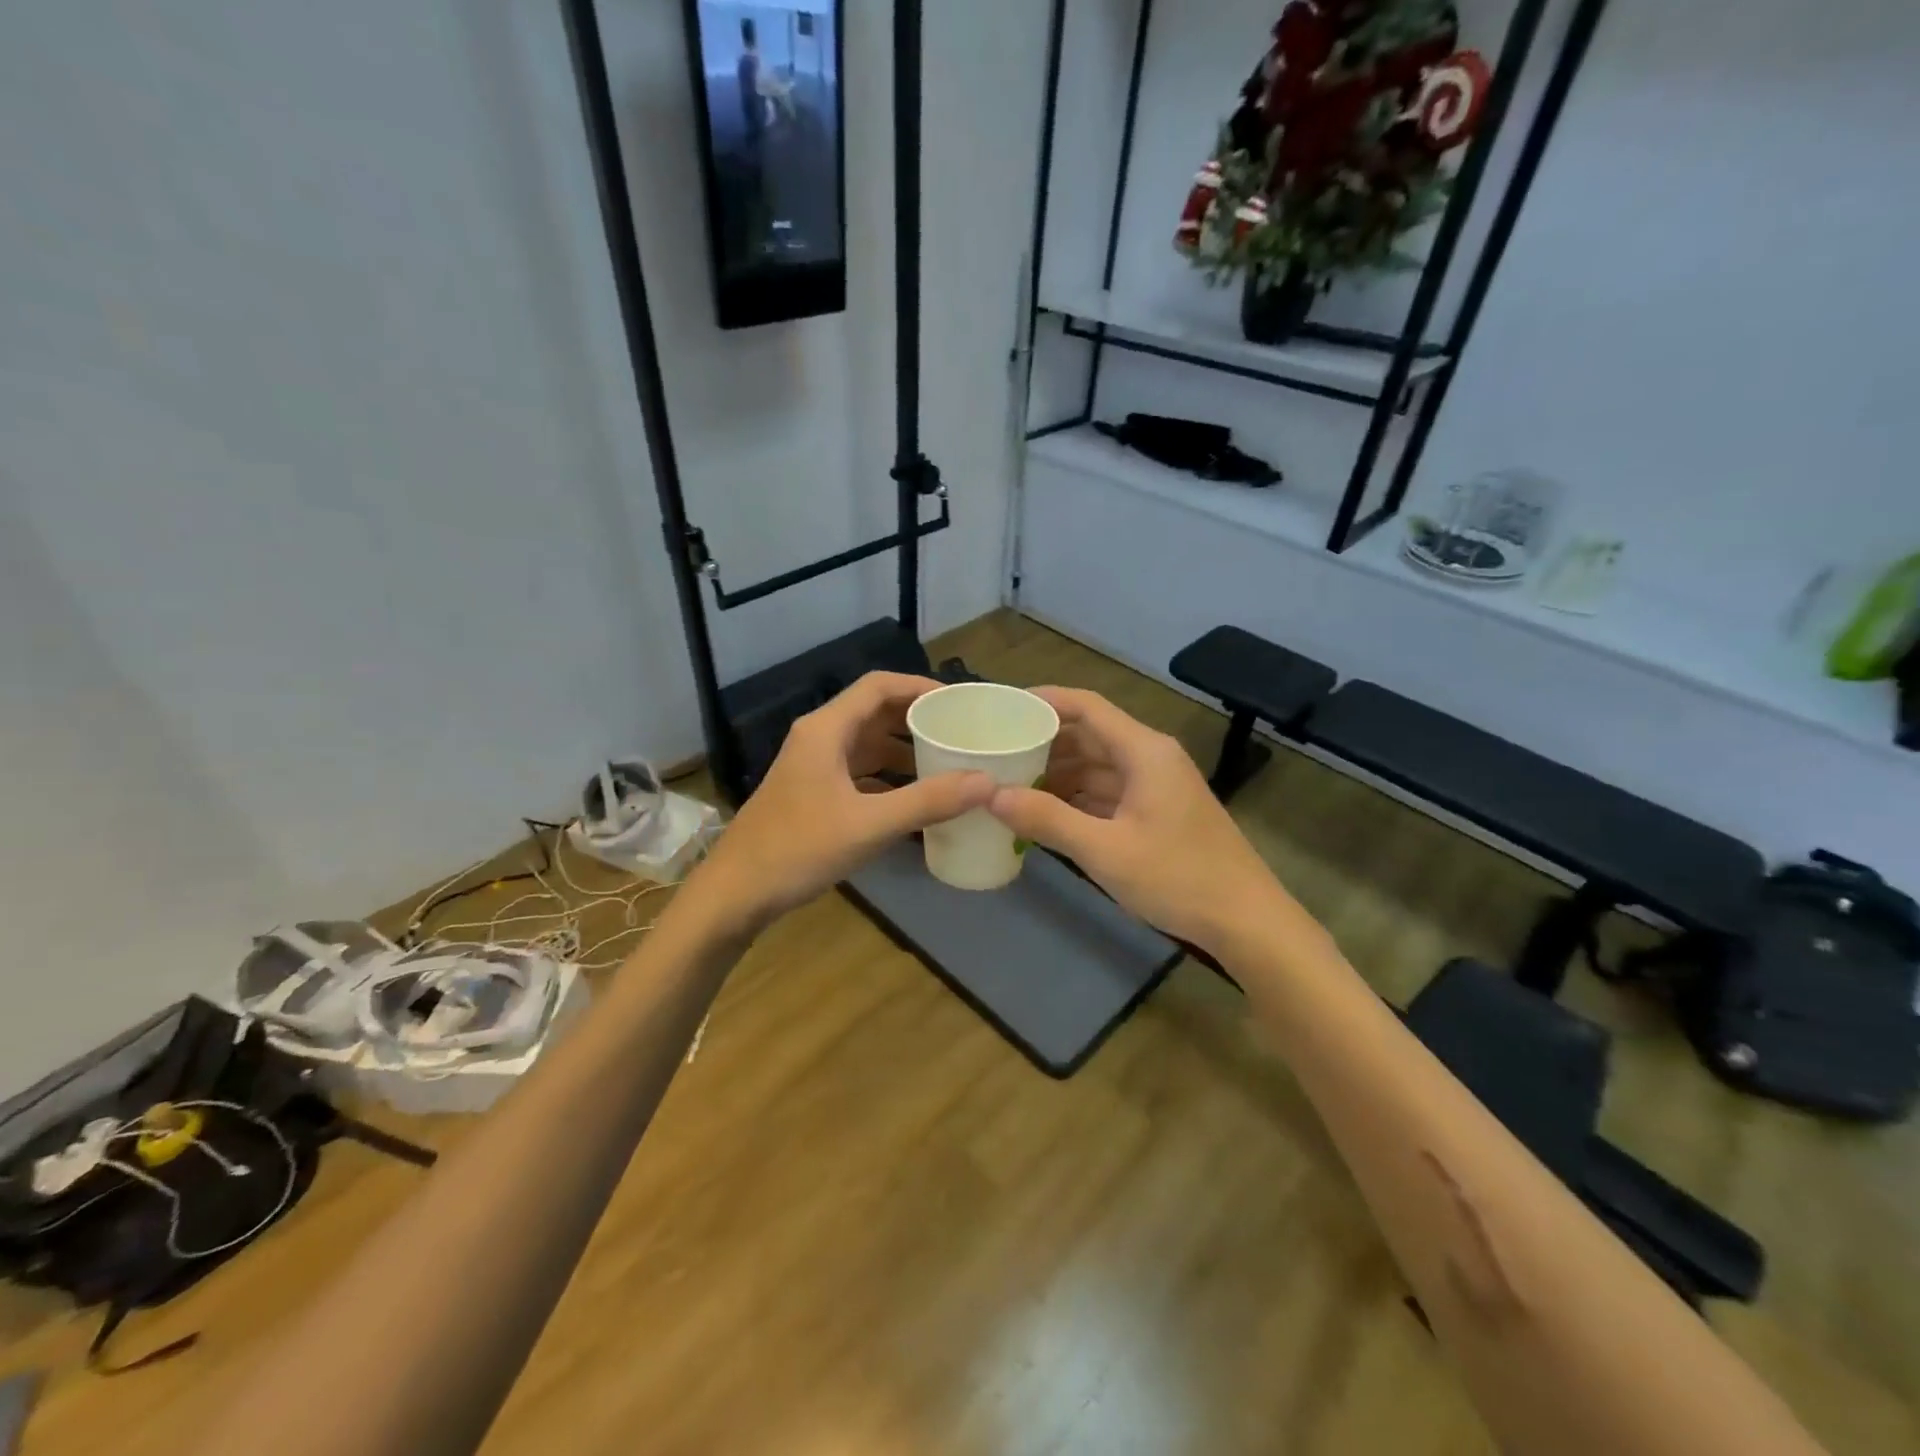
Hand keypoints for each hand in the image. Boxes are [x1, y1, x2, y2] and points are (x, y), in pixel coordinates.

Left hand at [690, 673, 994, 928]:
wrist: (736, 893)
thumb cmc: (798, 849)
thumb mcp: (869, 825)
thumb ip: (928, 801)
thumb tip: (987, 782)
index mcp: (825, 730)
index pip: (878, 686)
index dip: (920, 686)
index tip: (959, 702)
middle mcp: (818, 738)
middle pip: (874, 713)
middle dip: (918, 719)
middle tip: (961, 733)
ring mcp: (813, 767)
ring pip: (867, 745)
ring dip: (904, 750)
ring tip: (947, 764)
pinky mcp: (813, 793)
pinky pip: (859, 772)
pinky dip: (888, 778)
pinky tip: (915, 799)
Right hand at [985, 687, 1286, 952]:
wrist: (1245, 921)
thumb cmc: (1178, 878)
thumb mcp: (1105, 850)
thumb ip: (1047, 819)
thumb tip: (992, 794)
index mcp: (1144, 751)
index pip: (1087, 707)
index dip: (1044, 701)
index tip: (1003, 709)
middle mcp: (1150, 758)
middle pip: (1089, 735)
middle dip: (1043, 742)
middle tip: (996, 752)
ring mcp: (1155, 786)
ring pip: (1096, 766)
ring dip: (1057, 773)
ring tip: (1010, 783)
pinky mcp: (1157, 812)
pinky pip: (1107, 792)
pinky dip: (1076, 798)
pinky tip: (1044, 813)